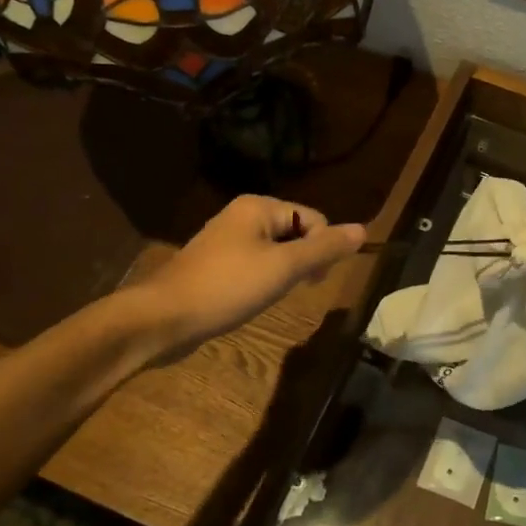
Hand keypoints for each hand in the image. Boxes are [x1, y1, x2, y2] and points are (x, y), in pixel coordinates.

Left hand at [122, 196, 365, 350]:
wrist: (162, 319)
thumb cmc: (227, 287)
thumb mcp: (284, 267)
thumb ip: (325, 248)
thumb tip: (363, 230)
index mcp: (259, 207)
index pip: (314, 219)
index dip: (321, 248)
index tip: (312, 280)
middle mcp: (242, 214)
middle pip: (295, 232)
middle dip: (303, 260)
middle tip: (295, 289)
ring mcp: (226, 239)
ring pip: (276, 250)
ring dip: (283, 273)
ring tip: (271, 296)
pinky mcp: (215, 264)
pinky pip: (255, 264)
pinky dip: (262, 280)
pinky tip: (252, 299)